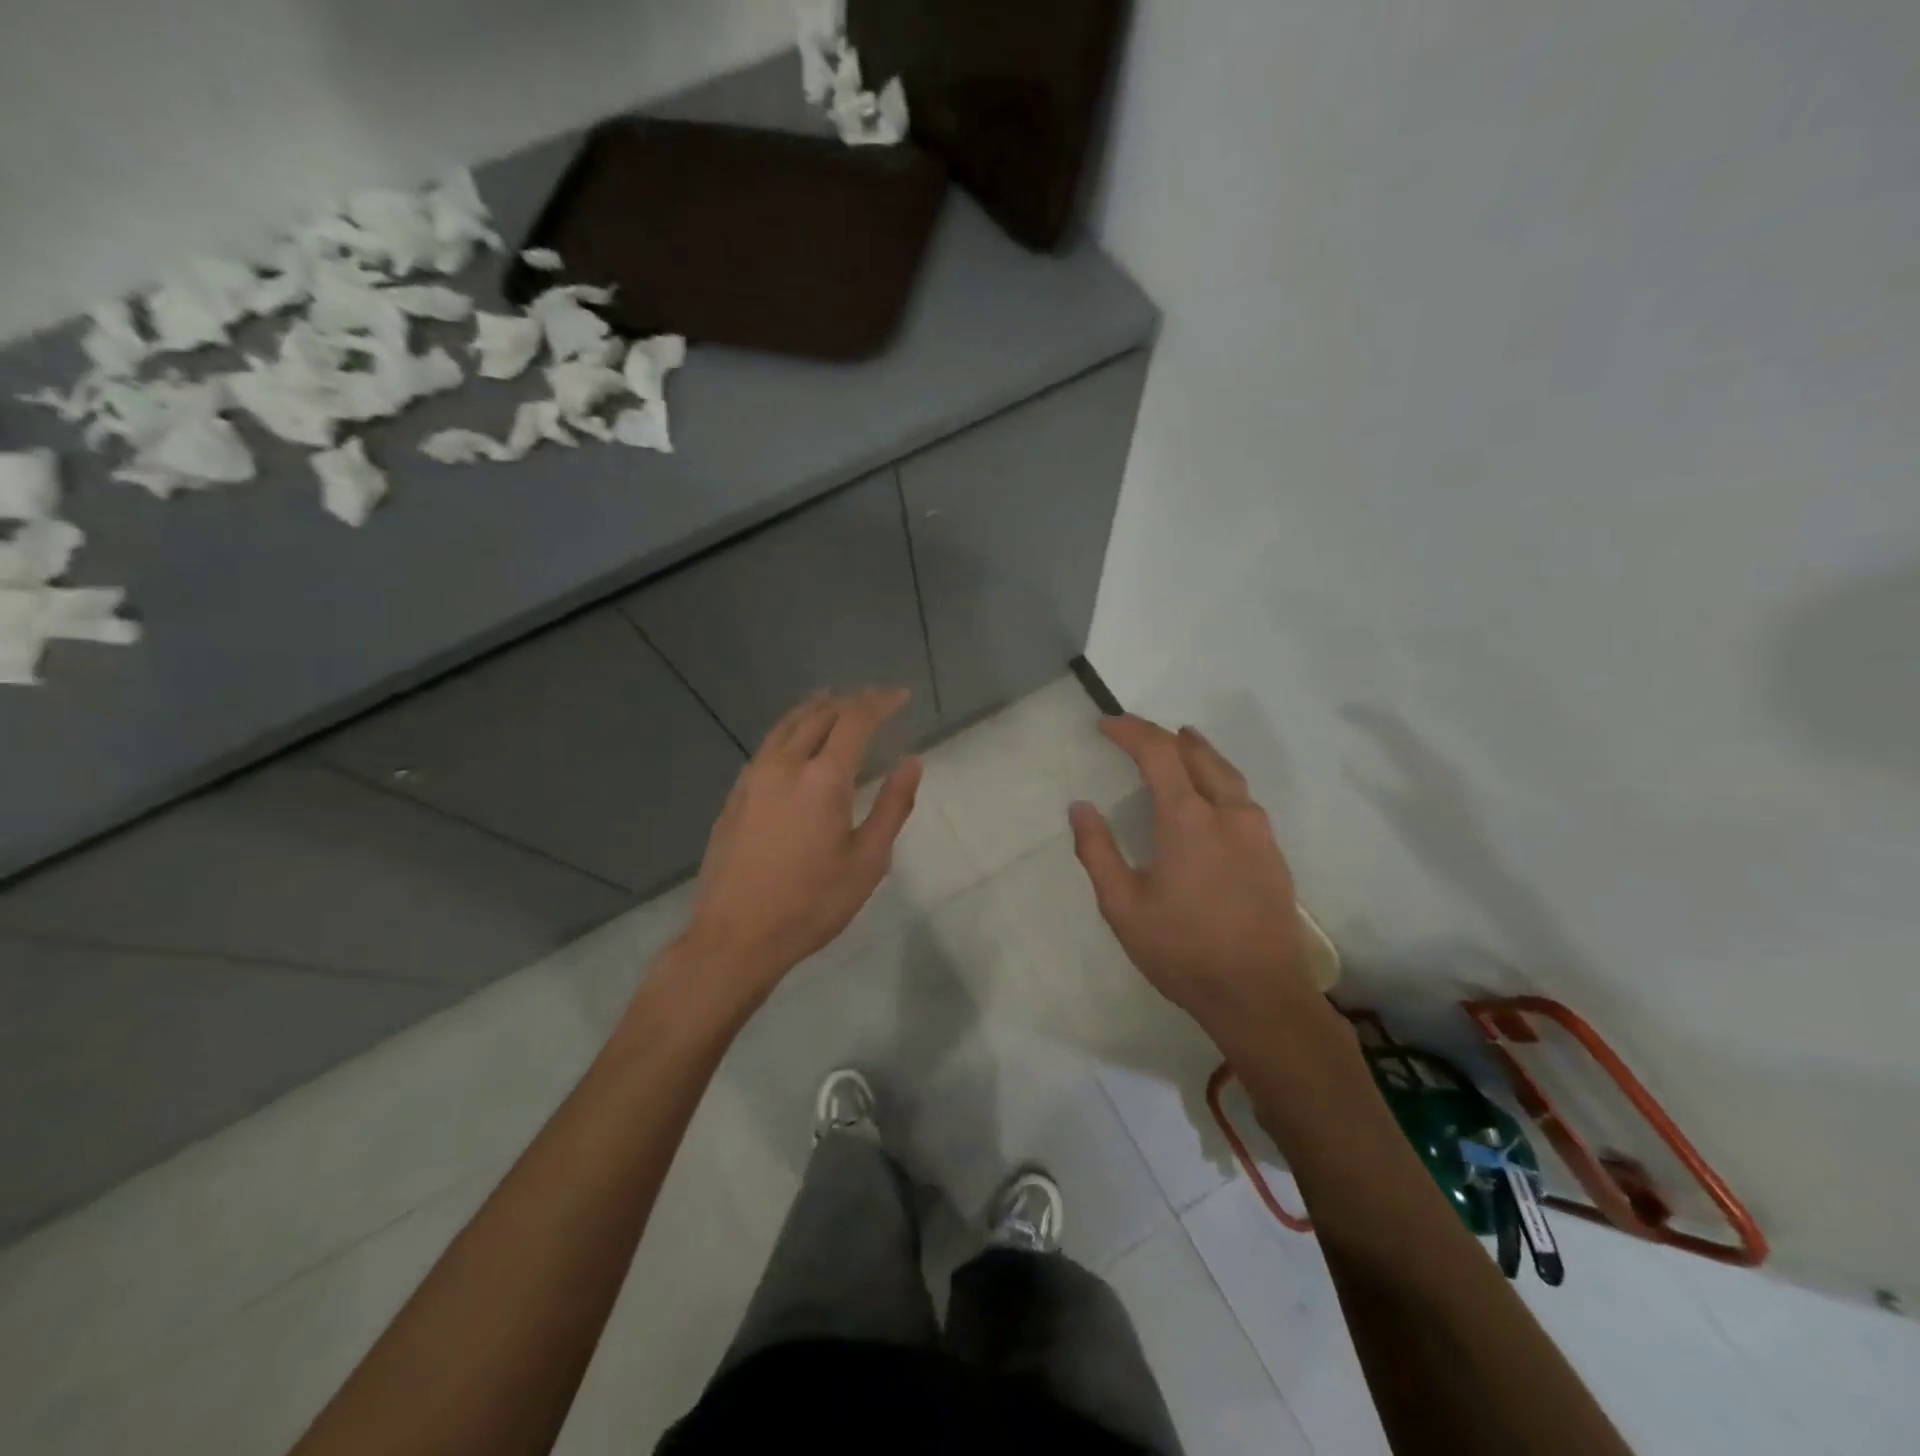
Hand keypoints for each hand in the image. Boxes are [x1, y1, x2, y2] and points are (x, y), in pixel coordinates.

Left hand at [677, 688, 919, 1007]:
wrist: (735, 937)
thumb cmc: (811, 904)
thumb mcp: (867, 862)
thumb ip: (892, 807)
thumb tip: (911, 763)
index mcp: (822, 779)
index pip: (855, 720)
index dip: (880, 702)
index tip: (901, 696)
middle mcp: (785, 766)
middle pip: (819, 714)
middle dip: (850, 701)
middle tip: (875, 700)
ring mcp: (753, 778)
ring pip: (786, 725)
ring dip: (815, 708)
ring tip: (833, 701)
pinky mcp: (735, 796)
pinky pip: (767, 745)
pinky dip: (790, 729)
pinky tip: (795, 742)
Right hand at [1069, 716, 1322, 1049]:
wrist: (1260, 996)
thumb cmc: (1183, 951)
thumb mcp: (1123, 906)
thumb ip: (1098, 851)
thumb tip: (1081, 807)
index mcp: (1189, 819)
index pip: (1158, 752)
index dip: (1130, 730)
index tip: (1106, 724)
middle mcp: (1229, 812)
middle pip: (1197, 753)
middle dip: (1163, 735)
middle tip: (1135, 733)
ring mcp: (1258, 832)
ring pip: (1226, 772)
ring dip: (1197, 752)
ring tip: (1179, 744)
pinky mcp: (1273, 853)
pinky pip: (1242, 797)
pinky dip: (1218, 778)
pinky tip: (1210, 795)